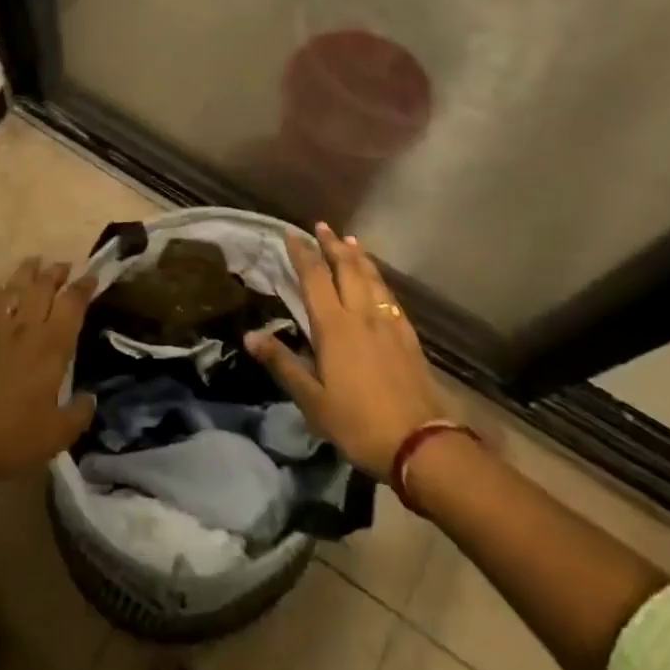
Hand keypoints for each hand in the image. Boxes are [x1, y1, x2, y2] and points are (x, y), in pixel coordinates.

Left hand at [0, 257, 96, 490]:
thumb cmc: (12, 438)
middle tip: (63, 265)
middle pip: (41, 288)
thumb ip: (79, 414)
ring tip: (33, 262)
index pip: (72, 304)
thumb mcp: (58, 435)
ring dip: (24, 274)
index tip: (92, 276)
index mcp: (52, 347)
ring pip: (12, 290)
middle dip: (55, 272)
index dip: (84, 287)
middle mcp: (25, 329)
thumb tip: (90, 399)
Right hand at [246, 224, 447, 478]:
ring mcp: (388, 323)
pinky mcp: (408, 336)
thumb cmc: (358, 423)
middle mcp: (361, 315)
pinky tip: (378, 280)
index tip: (291, 233)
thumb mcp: (312, 400)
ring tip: (349, 240)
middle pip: (346, 269)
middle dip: (332, 245)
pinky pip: (390, 295)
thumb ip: (282, 363)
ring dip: (358, 256)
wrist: (420, 443)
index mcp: (334, 327)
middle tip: (321, 226)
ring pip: (371, 278)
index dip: (302, 253)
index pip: (314, 278)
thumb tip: (249, 335)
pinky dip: (379, 278)